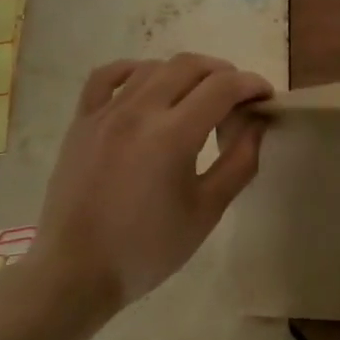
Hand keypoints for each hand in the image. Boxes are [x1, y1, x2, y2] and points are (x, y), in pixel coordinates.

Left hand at [31, 53, 271, 313]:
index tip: (265, 97)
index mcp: (172, 135)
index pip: (223, 87)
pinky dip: (133, 70)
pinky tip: (147, 82)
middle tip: (237, 97)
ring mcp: (106, 112)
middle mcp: (139, 111)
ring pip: (154, 67)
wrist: (75, 273)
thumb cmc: (147, 249)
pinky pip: (107, 76)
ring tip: (197, 96)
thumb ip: (239, 162)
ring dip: (184, 72)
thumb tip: (256, 123)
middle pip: (191, 66)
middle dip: (223, 73)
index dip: (251, 84)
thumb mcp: (206, 212)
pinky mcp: (82, 121)